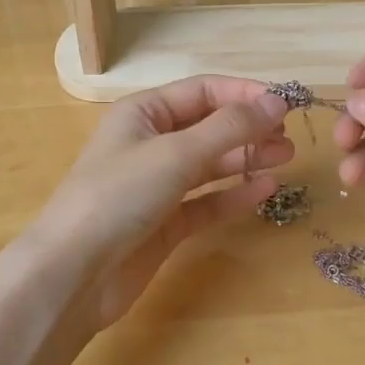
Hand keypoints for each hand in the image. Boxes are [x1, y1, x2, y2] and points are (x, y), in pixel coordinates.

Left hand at [32, 77, 292, 328]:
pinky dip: (234, 195)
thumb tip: (277, 101)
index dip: (243, 95)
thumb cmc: (119, 195)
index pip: (201, 91)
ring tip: (287, 158)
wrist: (74, 273)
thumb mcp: (175, 153)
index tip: (285, 104)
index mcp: (143, 113)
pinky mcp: (165, 222)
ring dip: (246, 158)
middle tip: (290, 138)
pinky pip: (207, 201)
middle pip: (209, 127)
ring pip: (210, 164)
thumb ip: (230, 127)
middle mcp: (150, 143)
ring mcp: (157, 185)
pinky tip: (265, 190)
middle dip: (249, 128)